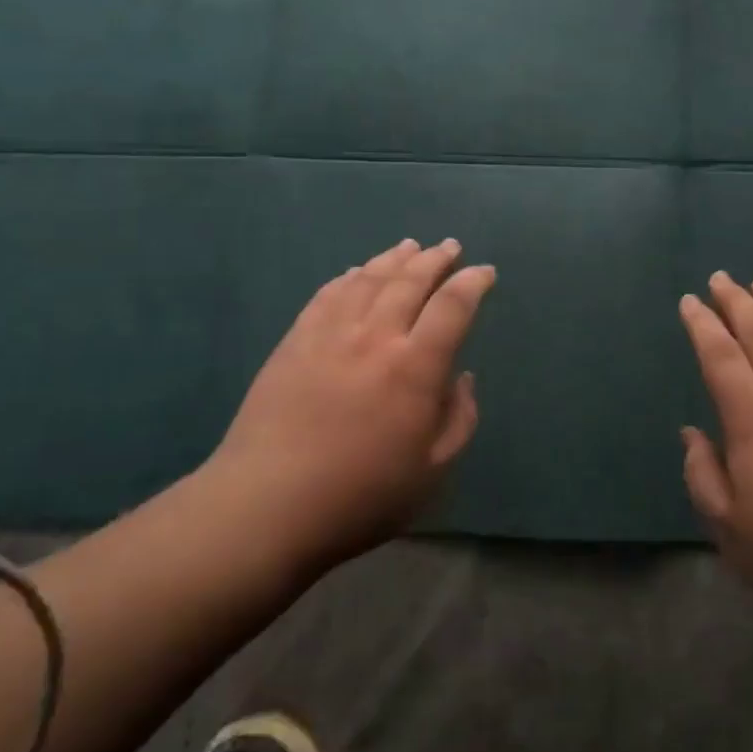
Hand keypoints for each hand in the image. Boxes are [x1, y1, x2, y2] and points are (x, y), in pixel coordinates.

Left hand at [203, 238, 495, 575]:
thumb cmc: (361, 496)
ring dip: (394, 258)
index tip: (484, 273)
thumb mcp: (433, 471)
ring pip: (368, 279)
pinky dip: (349, 277)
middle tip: (451, 247)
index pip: (452, 306)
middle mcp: (375, 337)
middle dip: (436, 259)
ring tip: (410, 246)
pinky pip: (328, 295)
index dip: (473, 283)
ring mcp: (330, 334)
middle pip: (410, 280)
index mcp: (415, 367)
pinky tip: (356, 273)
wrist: (268, 505)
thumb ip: (459, 419)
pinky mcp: (295, 342)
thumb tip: (461, 377)